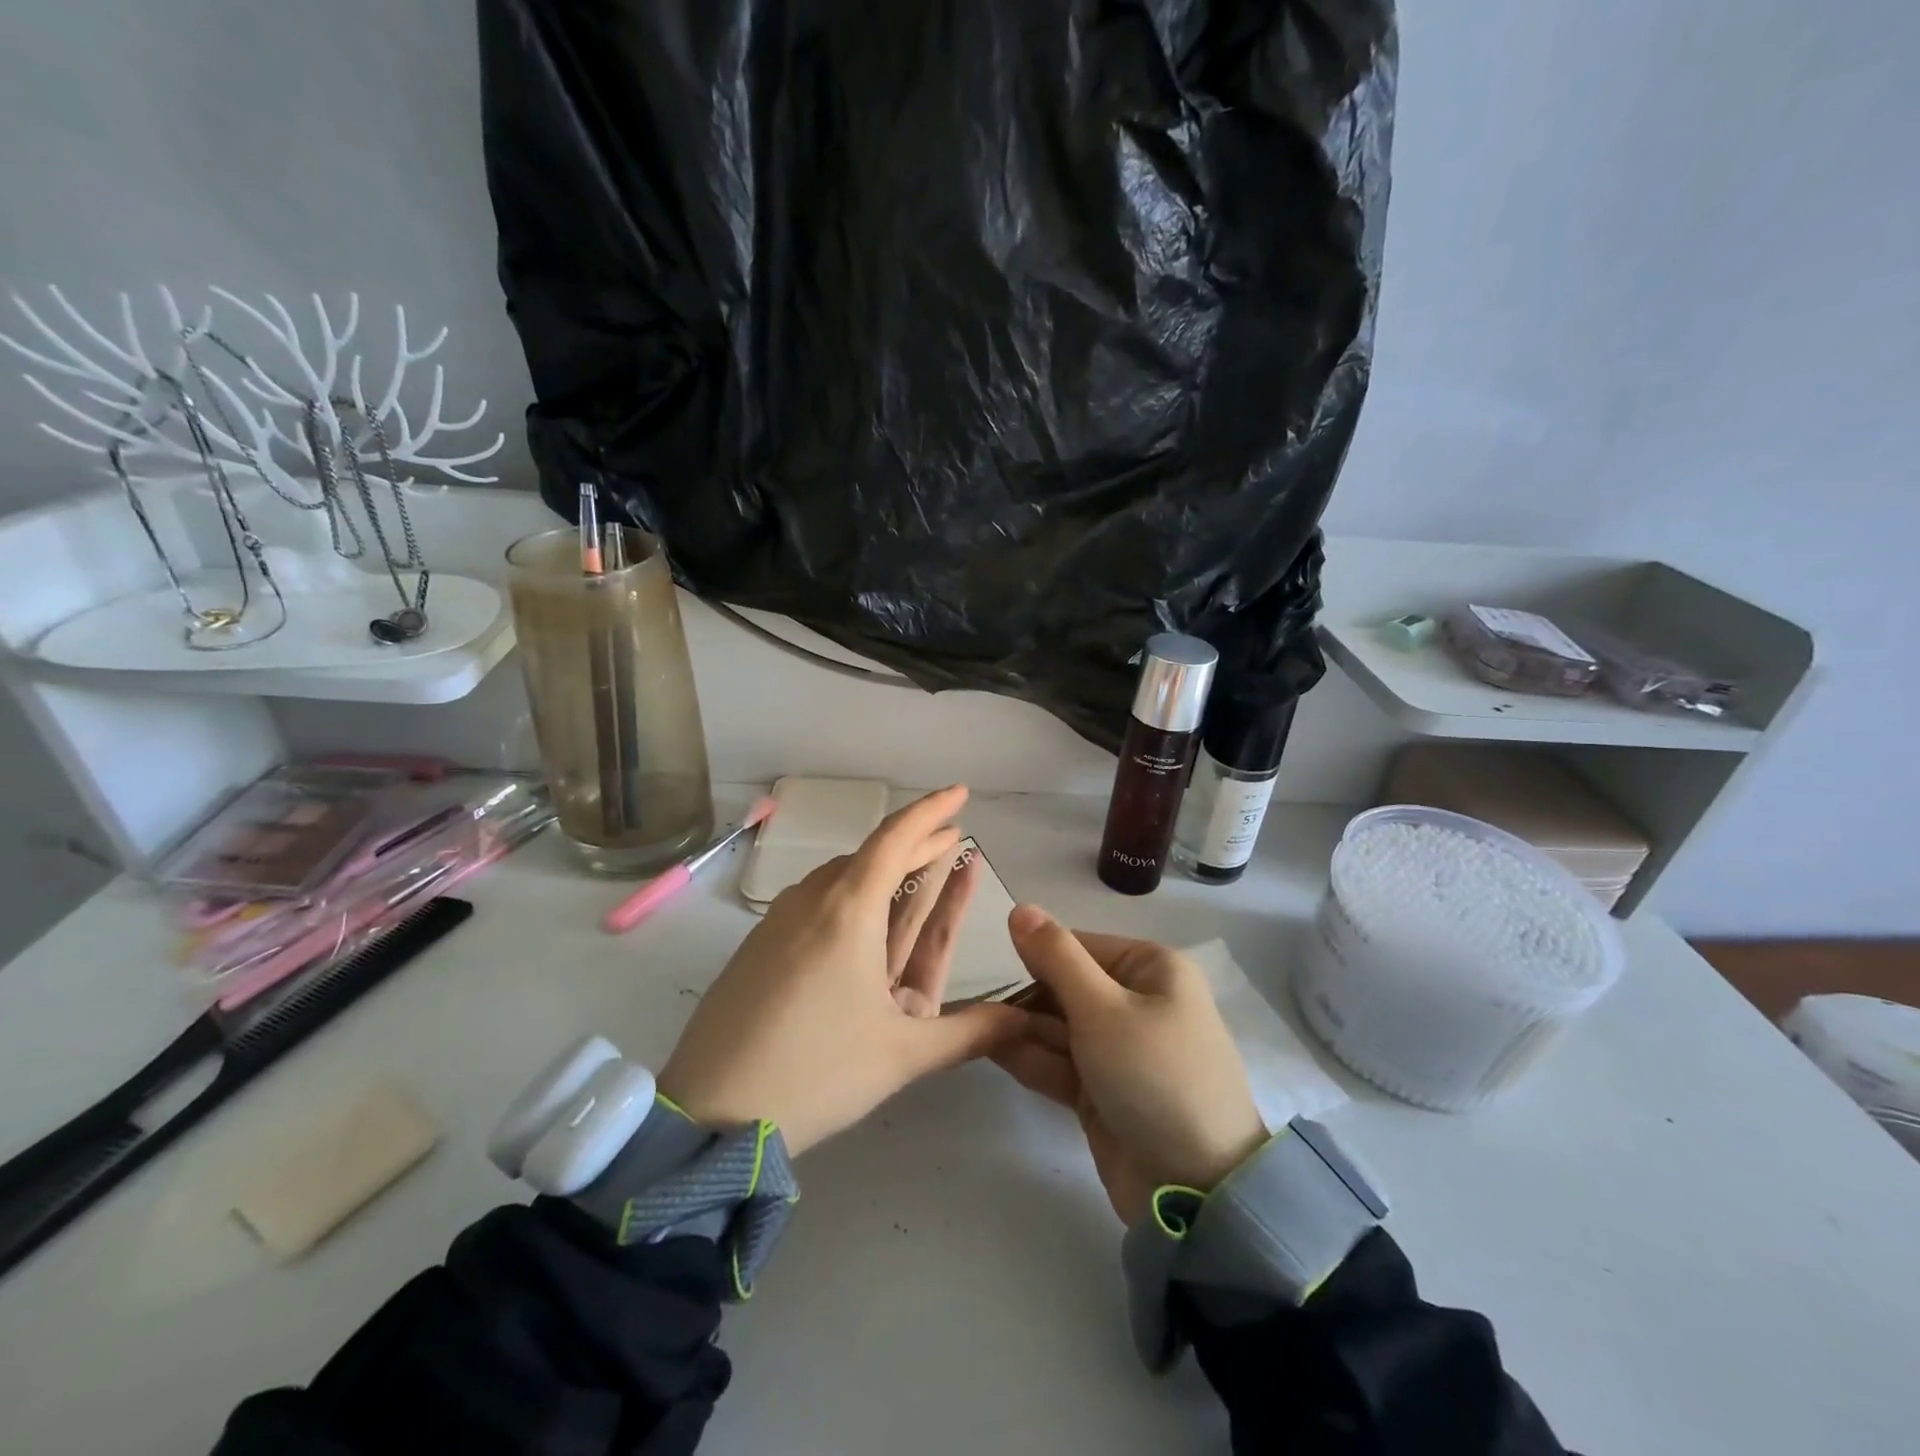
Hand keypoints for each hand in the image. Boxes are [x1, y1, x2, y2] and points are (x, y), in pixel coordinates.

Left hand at [659, 786, 1022, 1154]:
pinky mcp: (759, 945)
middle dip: (916, 843)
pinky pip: (816, 899)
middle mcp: (812, 900)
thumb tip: (1026, 1022)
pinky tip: (860, 913)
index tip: (960, 792)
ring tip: (914, 869)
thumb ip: (971, 1033)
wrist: (709, 1111)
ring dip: (883, 868)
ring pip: (842, 876)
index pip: (896, 838)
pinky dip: (851, 892)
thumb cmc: (816, 1071)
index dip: (931, 811)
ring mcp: (779, 920)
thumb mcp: (902, 1054)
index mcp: (849, 910)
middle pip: (871, 855)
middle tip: (951, 836)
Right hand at [994, 908, 1267, 1223]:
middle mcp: (1137, 1002)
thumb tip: (1019, 907)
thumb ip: (1055, 957)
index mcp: (1151, 969)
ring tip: (975, 1031)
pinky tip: (989, 1050)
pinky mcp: (1105, 1090)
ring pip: (1059, 1027)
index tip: (991, 971)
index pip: (1078, 946)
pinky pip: (1061, 1063)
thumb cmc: (1153, 1076)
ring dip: (1021, 1029)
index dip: (1035, 956)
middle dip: (1025, 999)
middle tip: (976, 1010)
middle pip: (1066, 987)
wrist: (1197, 1189)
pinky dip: (1031, 1058)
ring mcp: (1121, 1050)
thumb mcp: (1102, 1008)